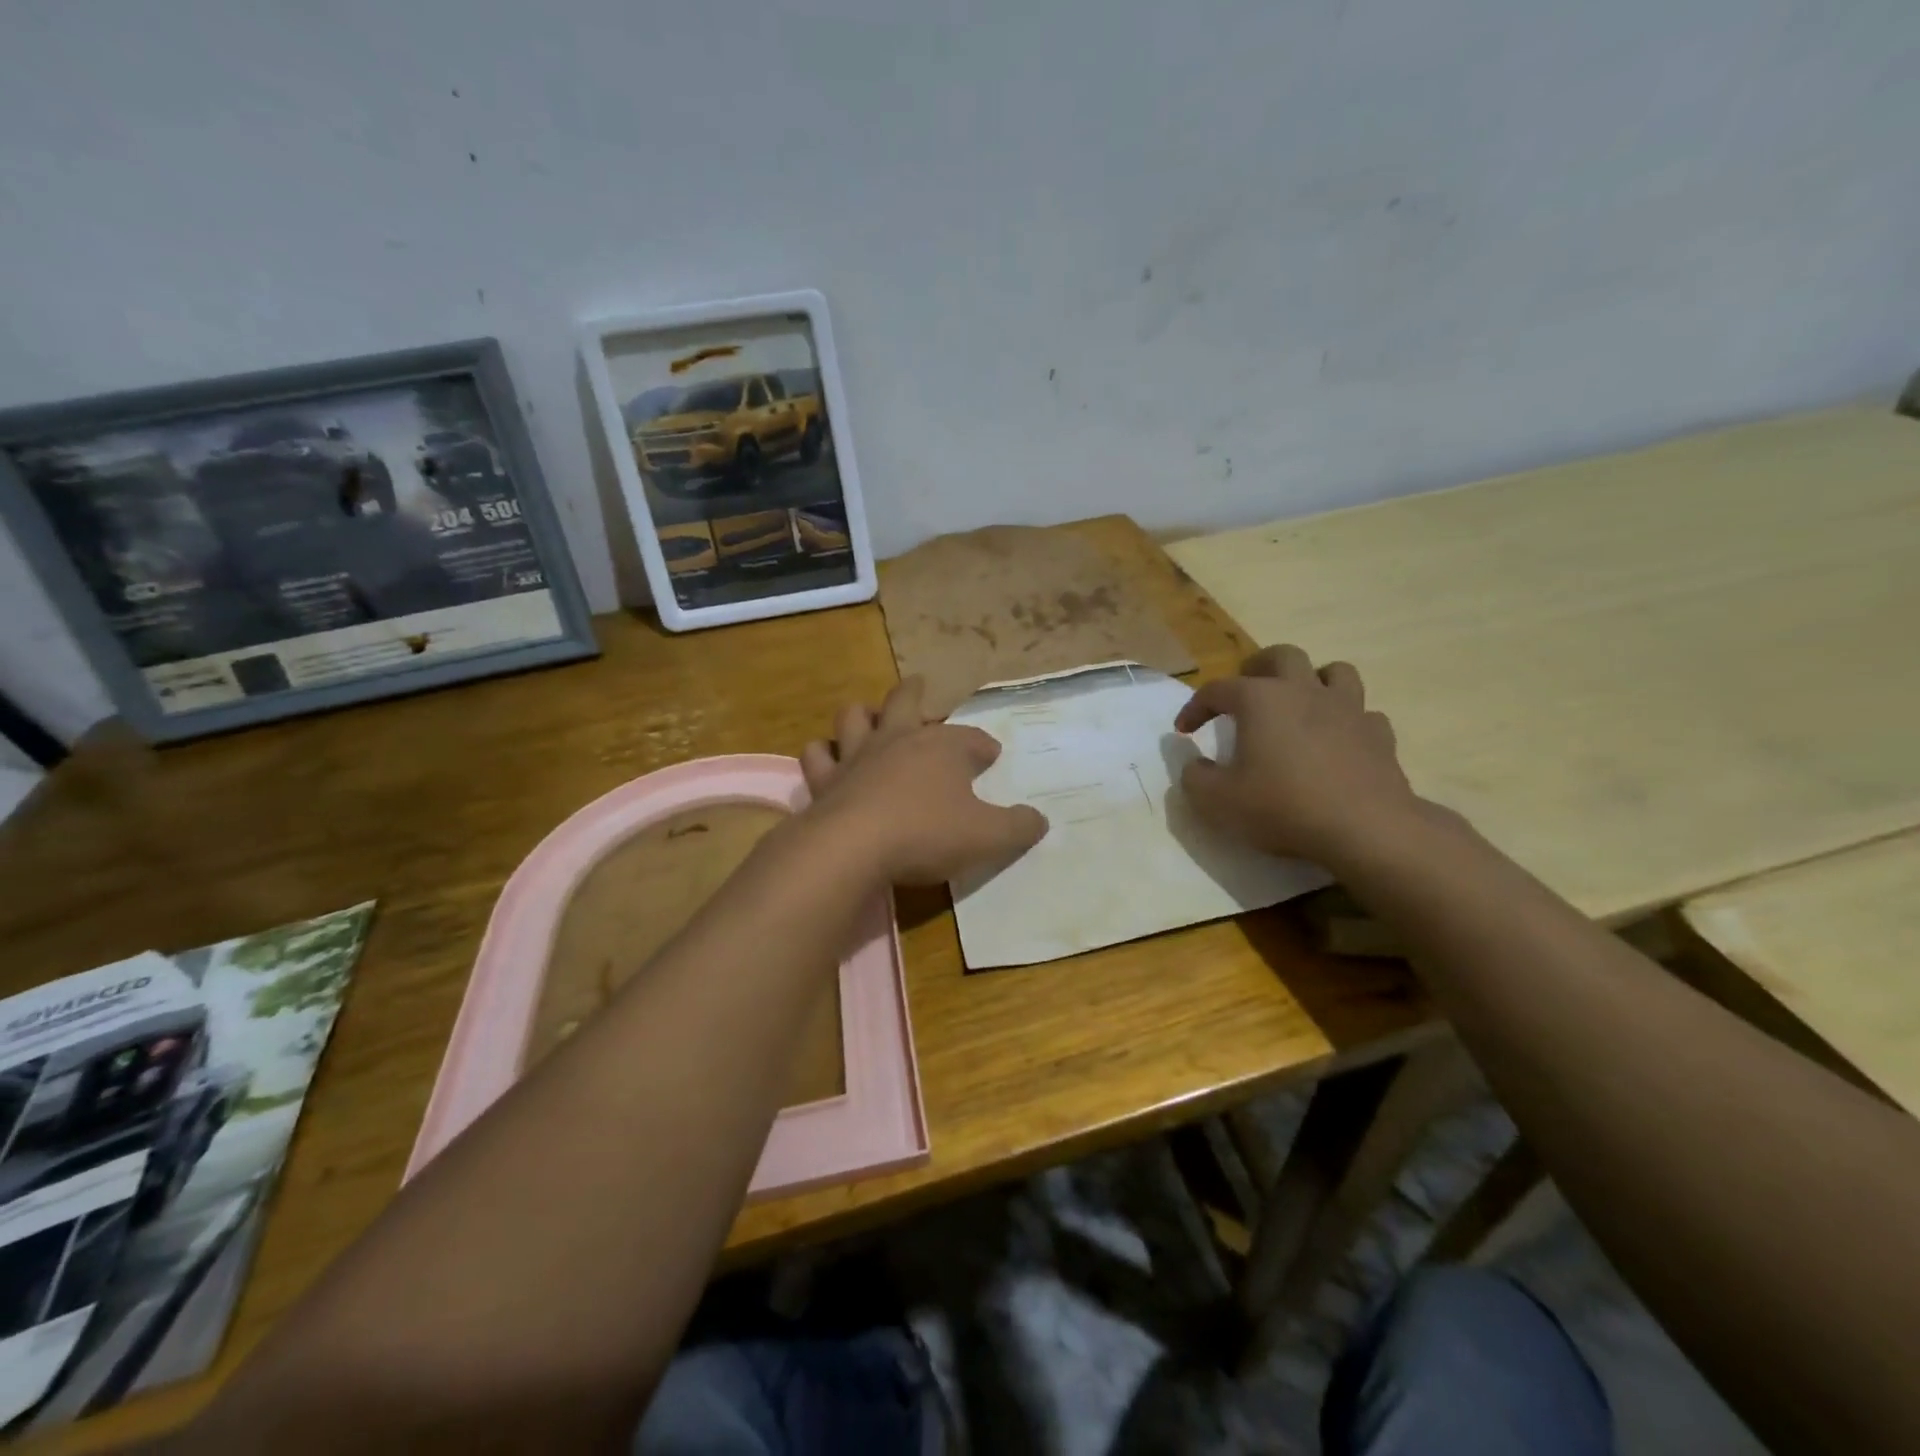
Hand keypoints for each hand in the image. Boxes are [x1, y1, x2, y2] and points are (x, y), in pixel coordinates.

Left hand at [800, 678, 1048, 884]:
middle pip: (905, 701)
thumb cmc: (927, 834)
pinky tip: (828, 761)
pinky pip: (819, 756)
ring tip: (867, 719)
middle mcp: (897, 740)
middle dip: (915, 693)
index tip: (990, 755)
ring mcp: (856, 757)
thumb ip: (1018, 827)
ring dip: (862, 716)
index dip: (983, 746)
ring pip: (854, 717)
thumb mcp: (988, 837)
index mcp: (942, 748)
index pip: (971, 739)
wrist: (854, 847)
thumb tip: (1040, 820)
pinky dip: (824, 755)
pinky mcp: (824, 780)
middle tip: (919, 685)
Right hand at [1174, 645, 1421, 868]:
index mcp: (1260, 700)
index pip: (1217, 690)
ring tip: (1298, 703)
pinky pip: (1362, 713)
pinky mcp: (1380, 735)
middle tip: (1244, 692)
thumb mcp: (1217, 801)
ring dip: (1312, 681)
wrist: (1365, 829)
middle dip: (1258, 668)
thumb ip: (1195, 778)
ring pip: (1334, 672)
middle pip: (1282, 657)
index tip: (1184, 731)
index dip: (1195, 707)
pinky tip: (1337, 740)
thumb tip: (1195, 764)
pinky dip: (1346, 720)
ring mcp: (1348, 709)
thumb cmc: (1282, 807)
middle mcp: (1304, 692)